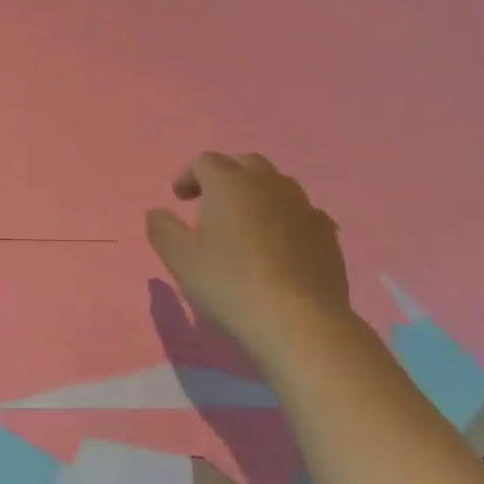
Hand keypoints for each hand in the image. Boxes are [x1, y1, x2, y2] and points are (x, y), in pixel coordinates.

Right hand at [145, 153, 350, 361]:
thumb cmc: (229, 283)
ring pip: (277, 186)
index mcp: (230, 183)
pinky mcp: (327, 235)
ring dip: (257, 195)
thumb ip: (162, 229)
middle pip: (245, 164)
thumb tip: (157, 212)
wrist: (300, 322)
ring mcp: (303, 207)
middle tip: (212, 202)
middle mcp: (268, 184)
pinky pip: (301, 214)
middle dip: (226, 176)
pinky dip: (284, 220)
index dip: (188, 176)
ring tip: (246, 224)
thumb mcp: (180, 258)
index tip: (180, 199)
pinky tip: (279, 247)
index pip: (205, 162)